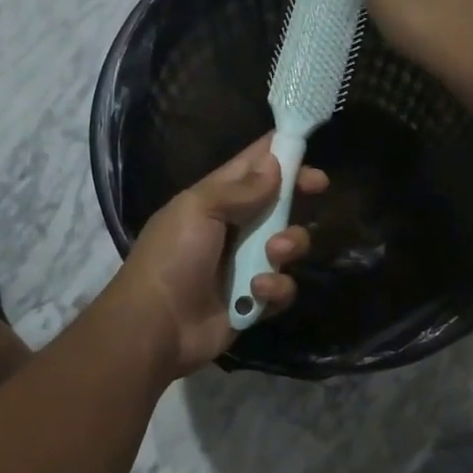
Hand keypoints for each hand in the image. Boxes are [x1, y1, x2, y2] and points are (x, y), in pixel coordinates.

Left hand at [107, 136, 327, 377]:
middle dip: (298, 194)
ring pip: (289, 244)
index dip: (280, 152)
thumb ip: (240, 188)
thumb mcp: (198, 210)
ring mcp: (246, 265)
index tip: (308, 146)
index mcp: (216, 199)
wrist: (155, 327)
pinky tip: (256, 292)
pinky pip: (283, 287)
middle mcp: (235, 228)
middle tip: (317, 186)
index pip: (252, 165)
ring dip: (289, 244)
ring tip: (274, 254)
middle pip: (279, 202)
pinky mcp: (255, 300)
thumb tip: (275, 164)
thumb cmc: (172, 258)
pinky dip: (275, 288)